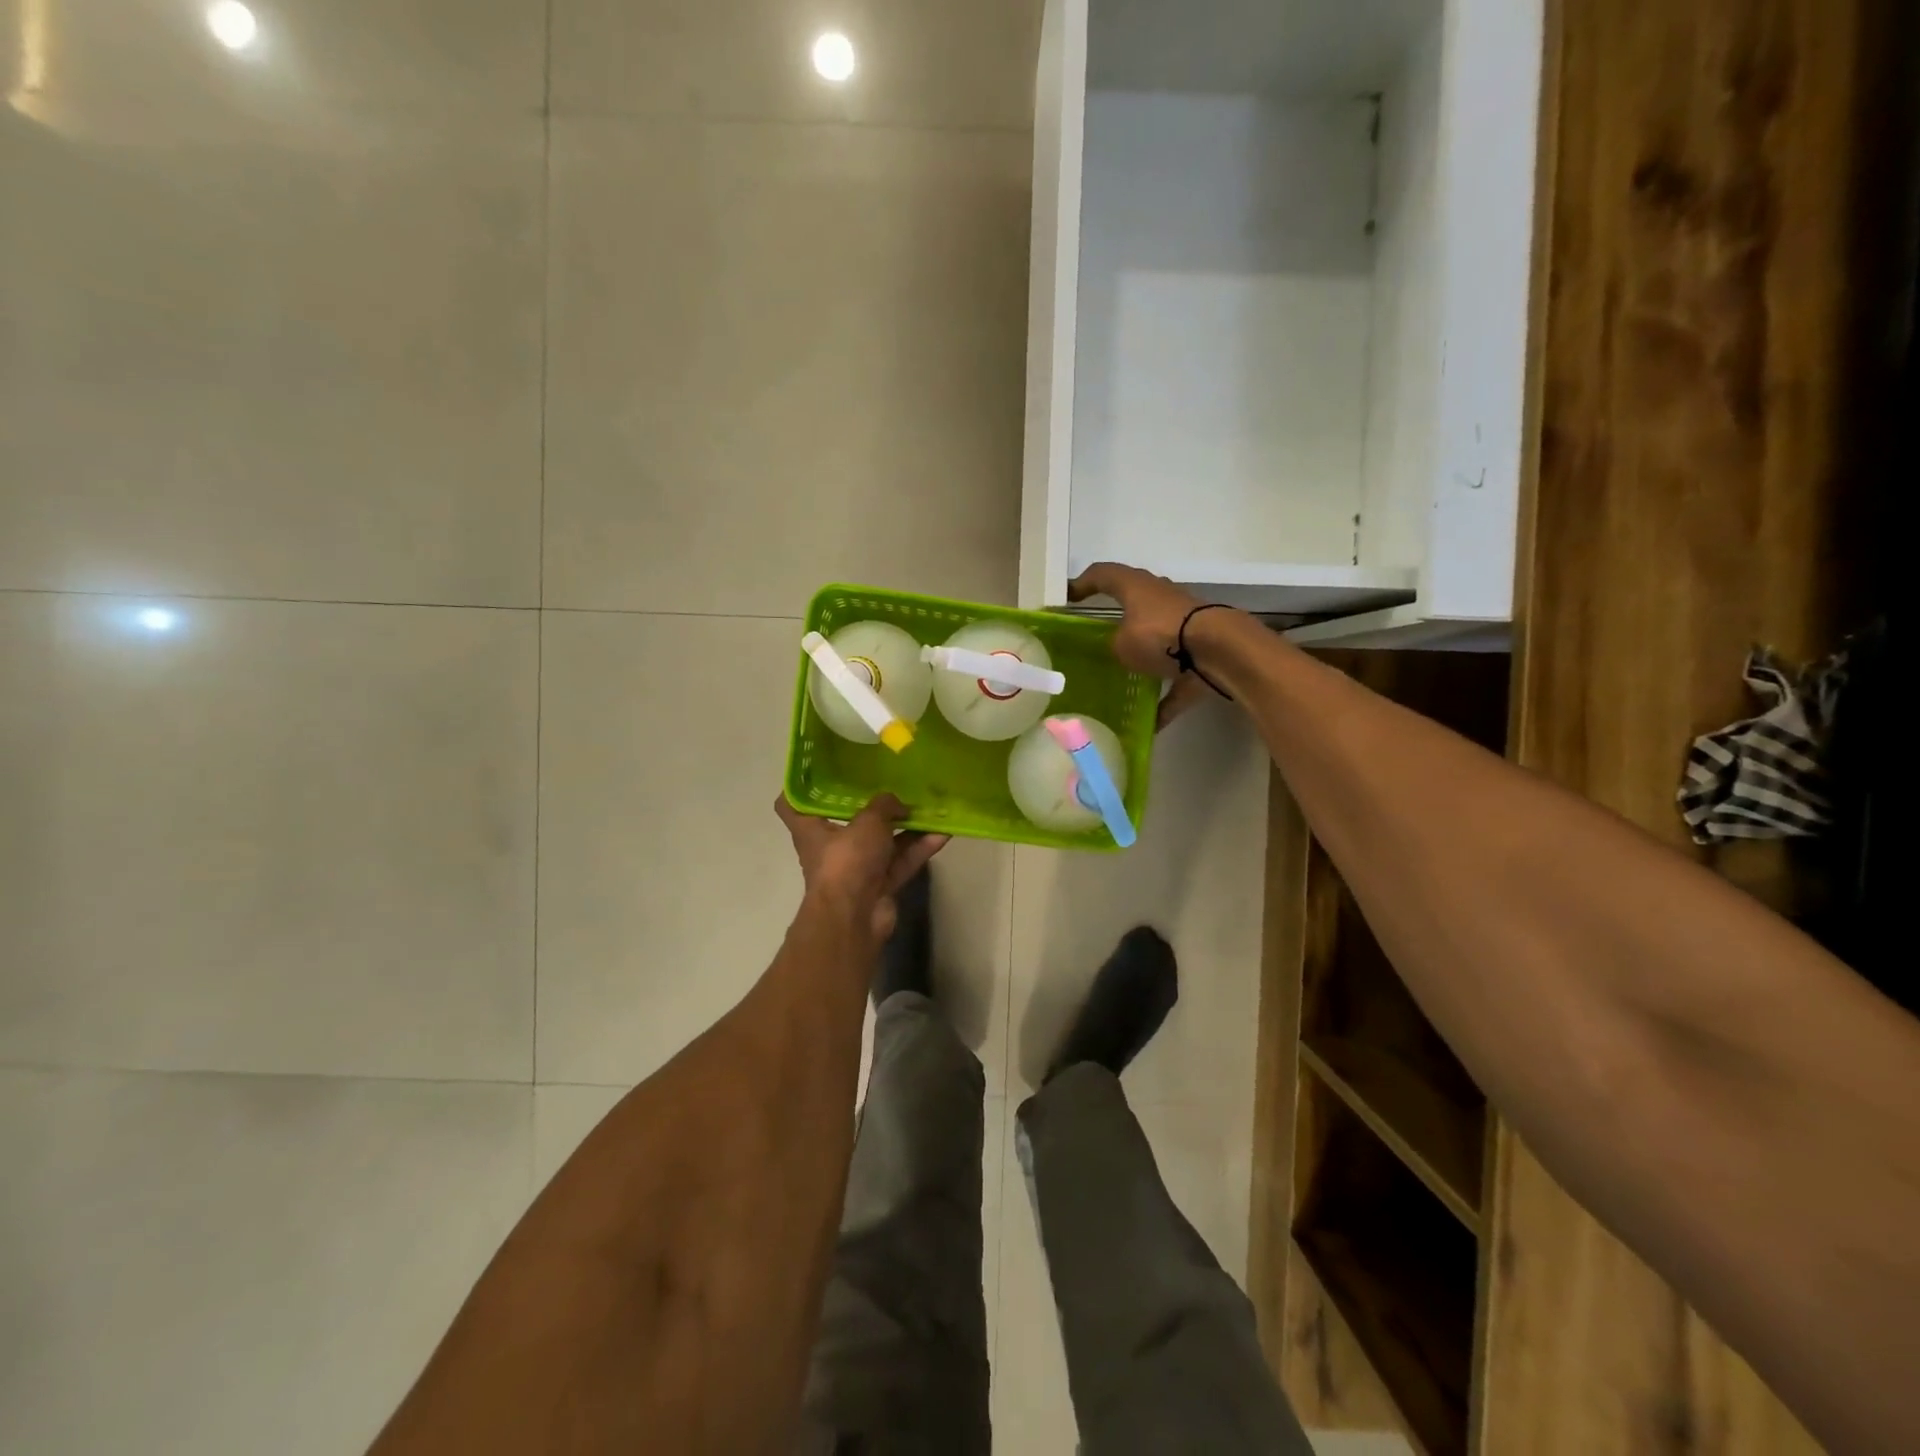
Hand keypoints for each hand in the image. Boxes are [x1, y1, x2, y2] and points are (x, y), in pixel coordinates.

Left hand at [774, 793, 949, 944]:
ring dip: (906, 827)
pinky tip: (943, 832)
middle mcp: (831, 848)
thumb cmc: (847, 860)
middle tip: (894, 784)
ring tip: (931, 806)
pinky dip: (919, 849)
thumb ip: (885, 805)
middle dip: (873, 807)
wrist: (855, 917)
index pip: (791, 805)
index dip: (801, 788)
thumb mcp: (868, 821)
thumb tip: (898, 803)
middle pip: (849, 822)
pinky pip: (900, 862)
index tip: (820, 772)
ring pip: (883, 842)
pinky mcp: (879, 886)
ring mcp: (856, 869)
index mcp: (812, 829)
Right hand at [1068, 562, 1219, 729]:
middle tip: (1096, 639)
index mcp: (1138, 588)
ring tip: (1123, 680)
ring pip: (1158, 641)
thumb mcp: (1120, 643)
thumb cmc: (1160, 635)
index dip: (1083, 584)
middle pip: (1135, 605)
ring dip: (1144, 658)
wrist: (1218, 651)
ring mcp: (1185, 628)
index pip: (1104, 576)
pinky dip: (1166, 699)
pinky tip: (1151, 724)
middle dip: (1118, 621)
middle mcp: (1162, 601)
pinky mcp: (1201, 656)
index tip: (1068, 598)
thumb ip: (1113, 645)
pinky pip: (1177, 681)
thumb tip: (1119, 651)